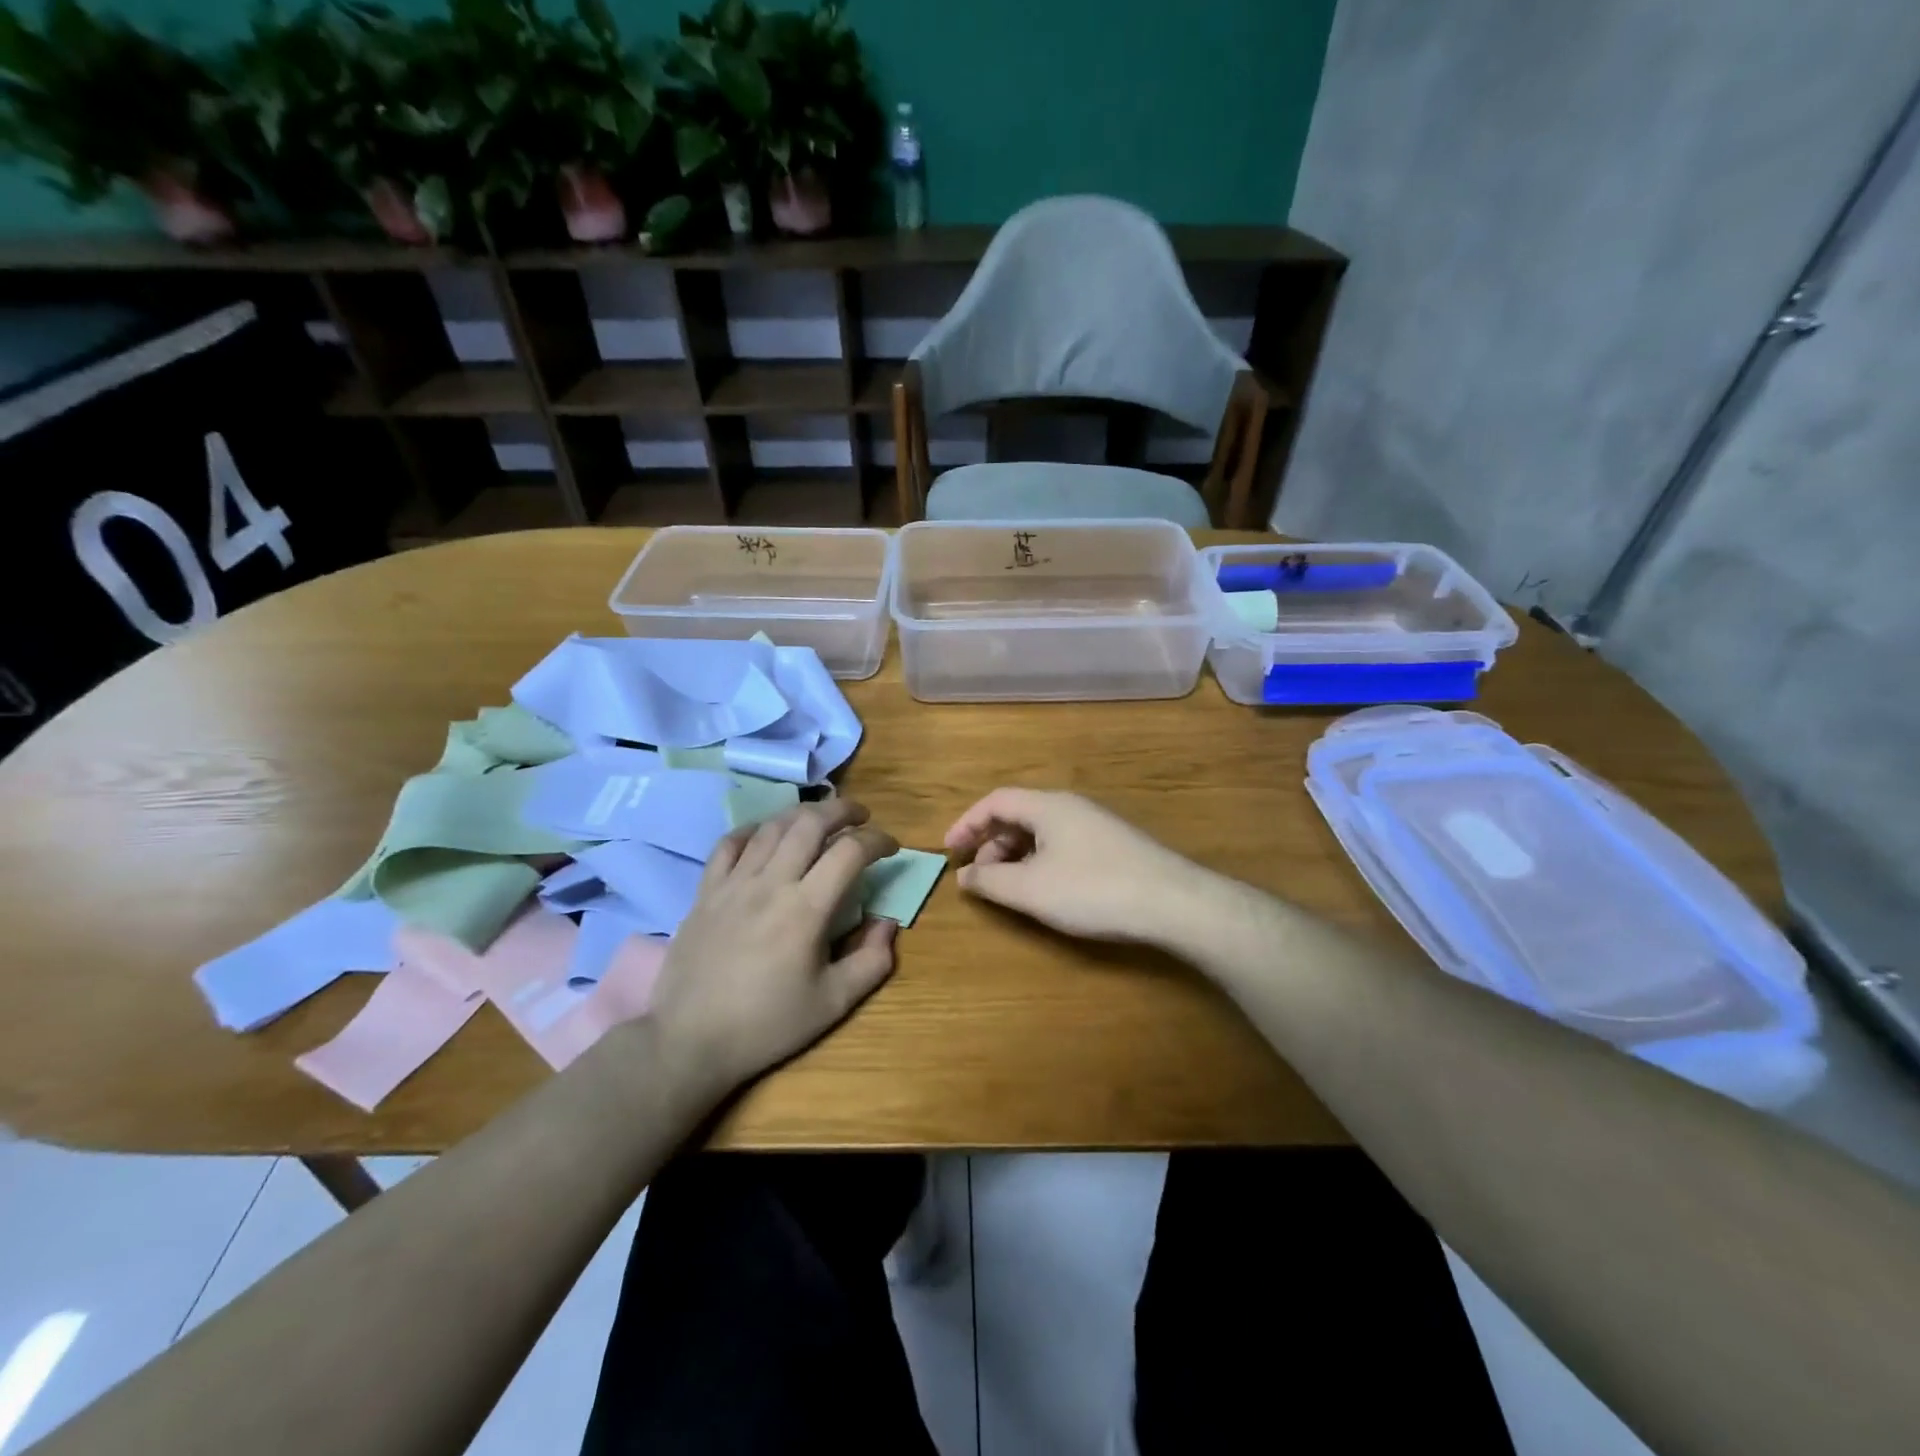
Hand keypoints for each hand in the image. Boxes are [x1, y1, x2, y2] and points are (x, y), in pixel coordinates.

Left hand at [649, 799, 898, 1100]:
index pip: (850, 851)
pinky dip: (752, 830)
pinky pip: (729, 844)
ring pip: (772, 826)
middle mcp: (771, 883)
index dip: (878, 840)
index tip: (891, 848)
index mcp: (807, 909)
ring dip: (803, 813)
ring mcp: (733, 883)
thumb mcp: (832, 1004)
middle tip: (861, 815)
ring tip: (820, 819)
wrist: (690, 1041)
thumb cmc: (766, 1025)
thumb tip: (888, 923)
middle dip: (842, 810)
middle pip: (810, 822)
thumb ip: (872, 961)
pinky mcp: (705, 892)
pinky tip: (765, 835)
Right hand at [944, 788, 1222, 944]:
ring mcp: (1095, 825)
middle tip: (979, 877)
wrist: (1173, 902)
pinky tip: (1046, 890)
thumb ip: (990, 881)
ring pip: (1041, 831)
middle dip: (991, 843)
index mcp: (1047, 806)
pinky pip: (1062, 844)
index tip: (949, 851)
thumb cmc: (1093, 890)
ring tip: (1009, 888)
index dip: (966, 823)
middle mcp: (1070, 806)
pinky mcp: (1112, 846)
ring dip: (1016, 855)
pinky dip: (1040, 862)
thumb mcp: (1031, 889)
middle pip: (1018, 814)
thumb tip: (964, 876)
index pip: (995, 801)